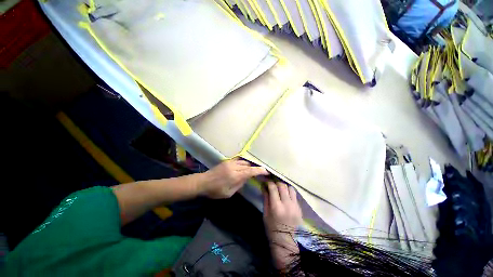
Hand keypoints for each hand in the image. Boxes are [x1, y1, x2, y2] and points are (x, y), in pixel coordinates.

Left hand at [200, 158, 268, 198]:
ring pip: (244, 162)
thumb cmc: (216, 191)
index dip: (259, 170)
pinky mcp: (227, 161)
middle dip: (255, 168)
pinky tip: (245, 166)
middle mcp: (234, 167)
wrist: (203, 182)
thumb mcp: (229, 193)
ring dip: (249, 165)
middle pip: (248, 165)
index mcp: (235, 176)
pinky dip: (243, 163)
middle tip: (260, 172)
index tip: (266, 171)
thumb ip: (240, 184)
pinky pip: (239, 160)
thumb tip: (246, 178)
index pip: (250, 171)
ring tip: (253, 169)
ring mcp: (230, 162)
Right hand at [263, 182, 302, 269]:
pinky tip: (285, 195)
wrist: (286, 241)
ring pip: (290, 188)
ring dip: (284, 186)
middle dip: (276, 183)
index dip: (269, 182)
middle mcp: (287, 204)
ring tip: (280, 189)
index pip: (273, 187)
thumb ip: (265, 198)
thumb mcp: (265, 213)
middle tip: (272, 184)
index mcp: (276, 207)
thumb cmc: (272, 228)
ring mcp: (295, 205)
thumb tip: (264, 186)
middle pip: (282, 185)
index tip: (266, 182)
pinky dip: (289, 191)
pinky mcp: (299, 207)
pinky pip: (294, 194)